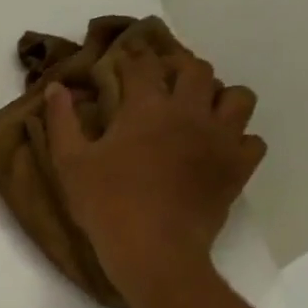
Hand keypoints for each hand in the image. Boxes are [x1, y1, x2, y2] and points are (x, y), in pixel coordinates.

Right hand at [44, 38, 265, 304]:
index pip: (143, 65)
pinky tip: (217, 150)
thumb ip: (62, 121)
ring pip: (237, 97)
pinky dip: (237, 139)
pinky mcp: (238, 167)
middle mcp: (191, 112)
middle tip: (161, 82)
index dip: (131, 57)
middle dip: (178, 69)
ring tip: (198, 112)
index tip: (120, 61)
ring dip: (217, 97)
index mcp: (147, 107)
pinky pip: (252, 140)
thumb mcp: (69, 163)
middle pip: (197, 70)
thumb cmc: (105, 204)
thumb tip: (56, 87)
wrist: (153, 250)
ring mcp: (221, 138)